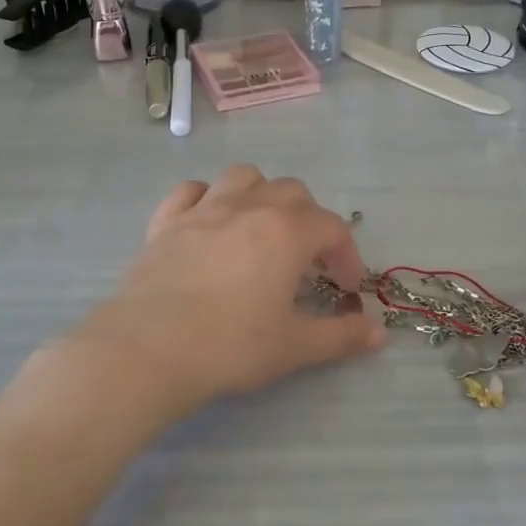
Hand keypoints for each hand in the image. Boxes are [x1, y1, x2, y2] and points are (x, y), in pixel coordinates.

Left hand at [70, 166, 385, 423]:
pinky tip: (209, 223)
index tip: (345, 289)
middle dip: (310, 221)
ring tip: (262, 230)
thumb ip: (340, 336)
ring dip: (262, 196)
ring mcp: (203, 209)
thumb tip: (377, 333)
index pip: (332, 228)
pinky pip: (191, 191)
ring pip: (243, 177)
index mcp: (286, 231)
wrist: (148, 348)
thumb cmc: (230, 345)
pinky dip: (207, 198)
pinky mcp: (165, 222)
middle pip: (292, 193)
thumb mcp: (294, 346)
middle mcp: (248, 207)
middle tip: (307, 262)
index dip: (347, 256)